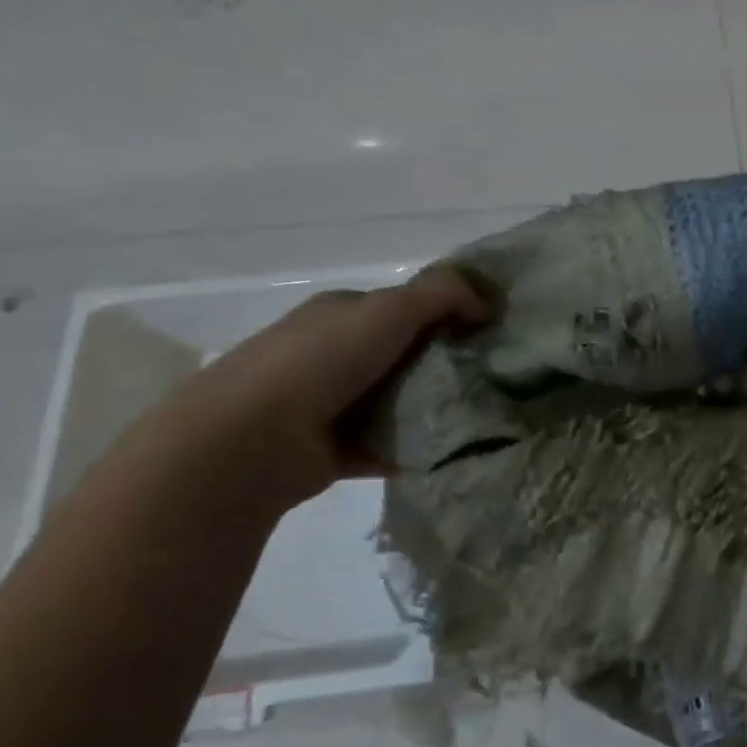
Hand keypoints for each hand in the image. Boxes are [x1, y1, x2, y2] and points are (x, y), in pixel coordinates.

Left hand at [147, 267, 488, 513]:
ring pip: (399, 401)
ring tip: (482, 418)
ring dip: (434, 409)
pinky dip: (415, 449)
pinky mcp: (335, 449)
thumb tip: (486, 304)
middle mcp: (335, 354)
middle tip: (495, 377)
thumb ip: (444, 294)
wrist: (251, 438)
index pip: (407, 306)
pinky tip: (452, 452)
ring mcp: (332, 403)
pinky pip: (389, 445)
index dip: (450, 313)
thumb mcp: (390, 309)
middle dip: (448, 364)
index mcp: (344, 313)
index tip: (491, 332)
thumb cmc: (322, 360)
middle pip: (406, 355)